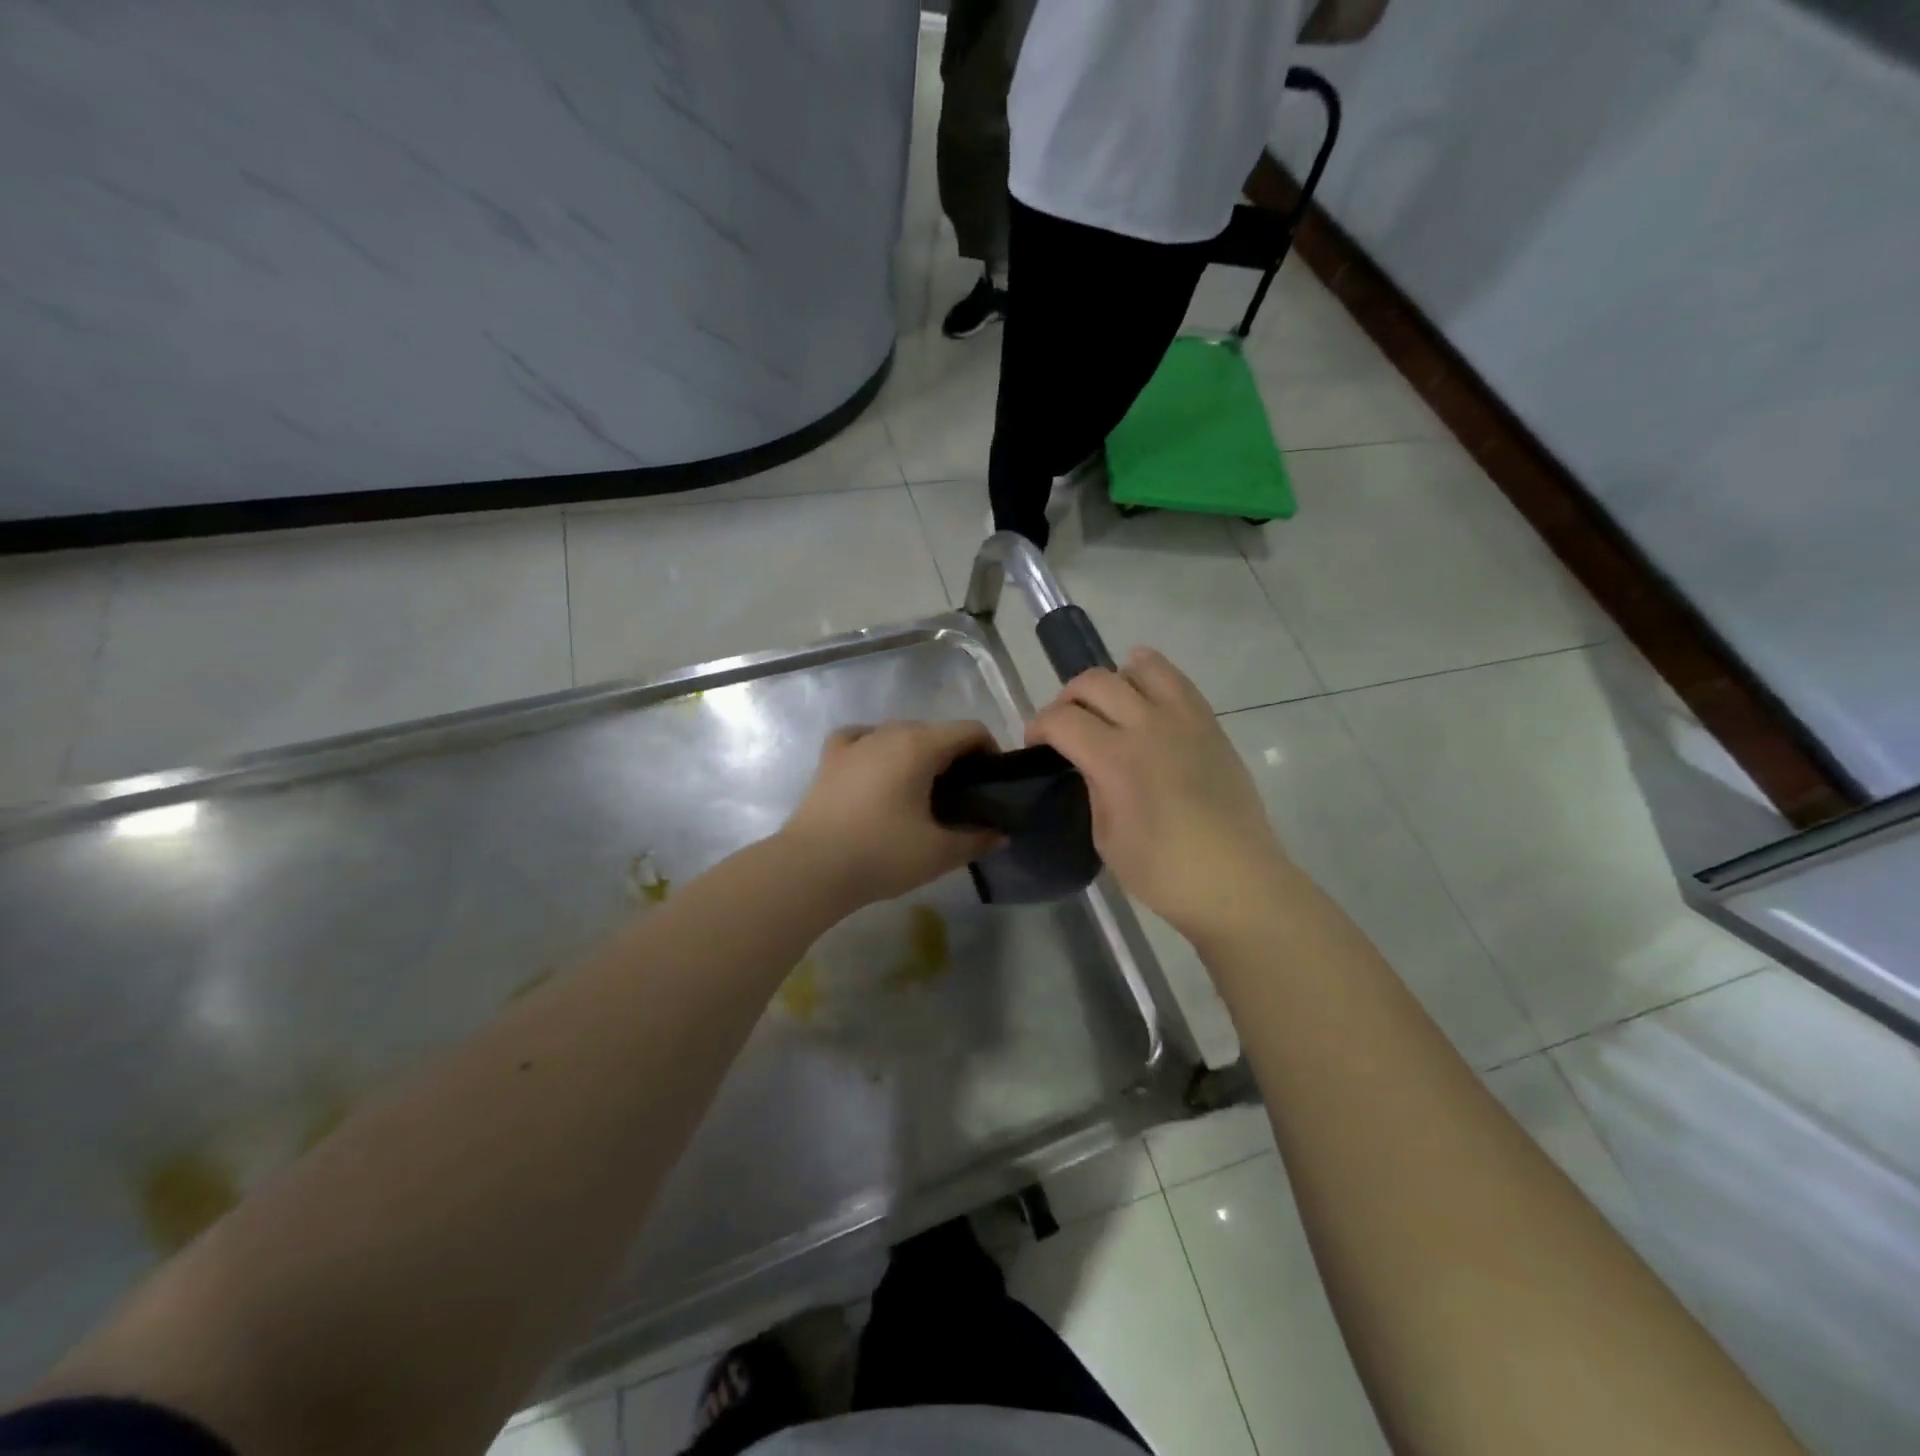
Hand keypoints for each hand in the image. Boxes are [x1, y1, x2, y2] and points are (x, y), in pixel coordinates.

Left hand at [782, 720, 1001, 907]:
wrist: (811, 868)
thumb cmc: (881, 855)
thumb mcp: (939, 853)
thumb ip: (977, 840)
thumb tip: (1000, 834)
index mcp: (920, 745)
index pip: (970, 730)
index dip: (990, 752)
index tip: (992, 784)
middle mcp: (889, 732)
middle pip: (936, 731)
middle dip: (955, 756)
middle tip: (961, 797)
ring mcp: (856, 742)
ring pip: (899, 734)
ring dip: (918, 754)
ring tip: (920, 792)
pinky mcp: (830, 758)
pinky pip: (862, 739)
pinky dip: (877, 749)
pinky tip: (877, 770)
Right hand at [1026, 648, 1291, 938]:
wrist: (1237, 882)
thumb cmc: (1164, 873)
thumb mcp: (1106, 837)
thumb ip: (1093, 787)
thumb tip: (1090, 763)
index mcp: (1116, 760)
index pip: (1062, 719)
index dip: (1038, 726)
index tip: (1036, 744)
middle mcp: (1149, 726)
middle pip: (1094, 681)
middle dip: (1068, 699)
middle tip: (1067, 726)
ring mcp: (1185, 720)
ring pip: (1142, 665)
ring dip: (1115, 681)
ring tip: (1112, 710)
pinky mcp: (1211, 724)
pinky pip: (1177, 681)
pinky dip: (1152, 681)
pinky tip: (1147, 709)